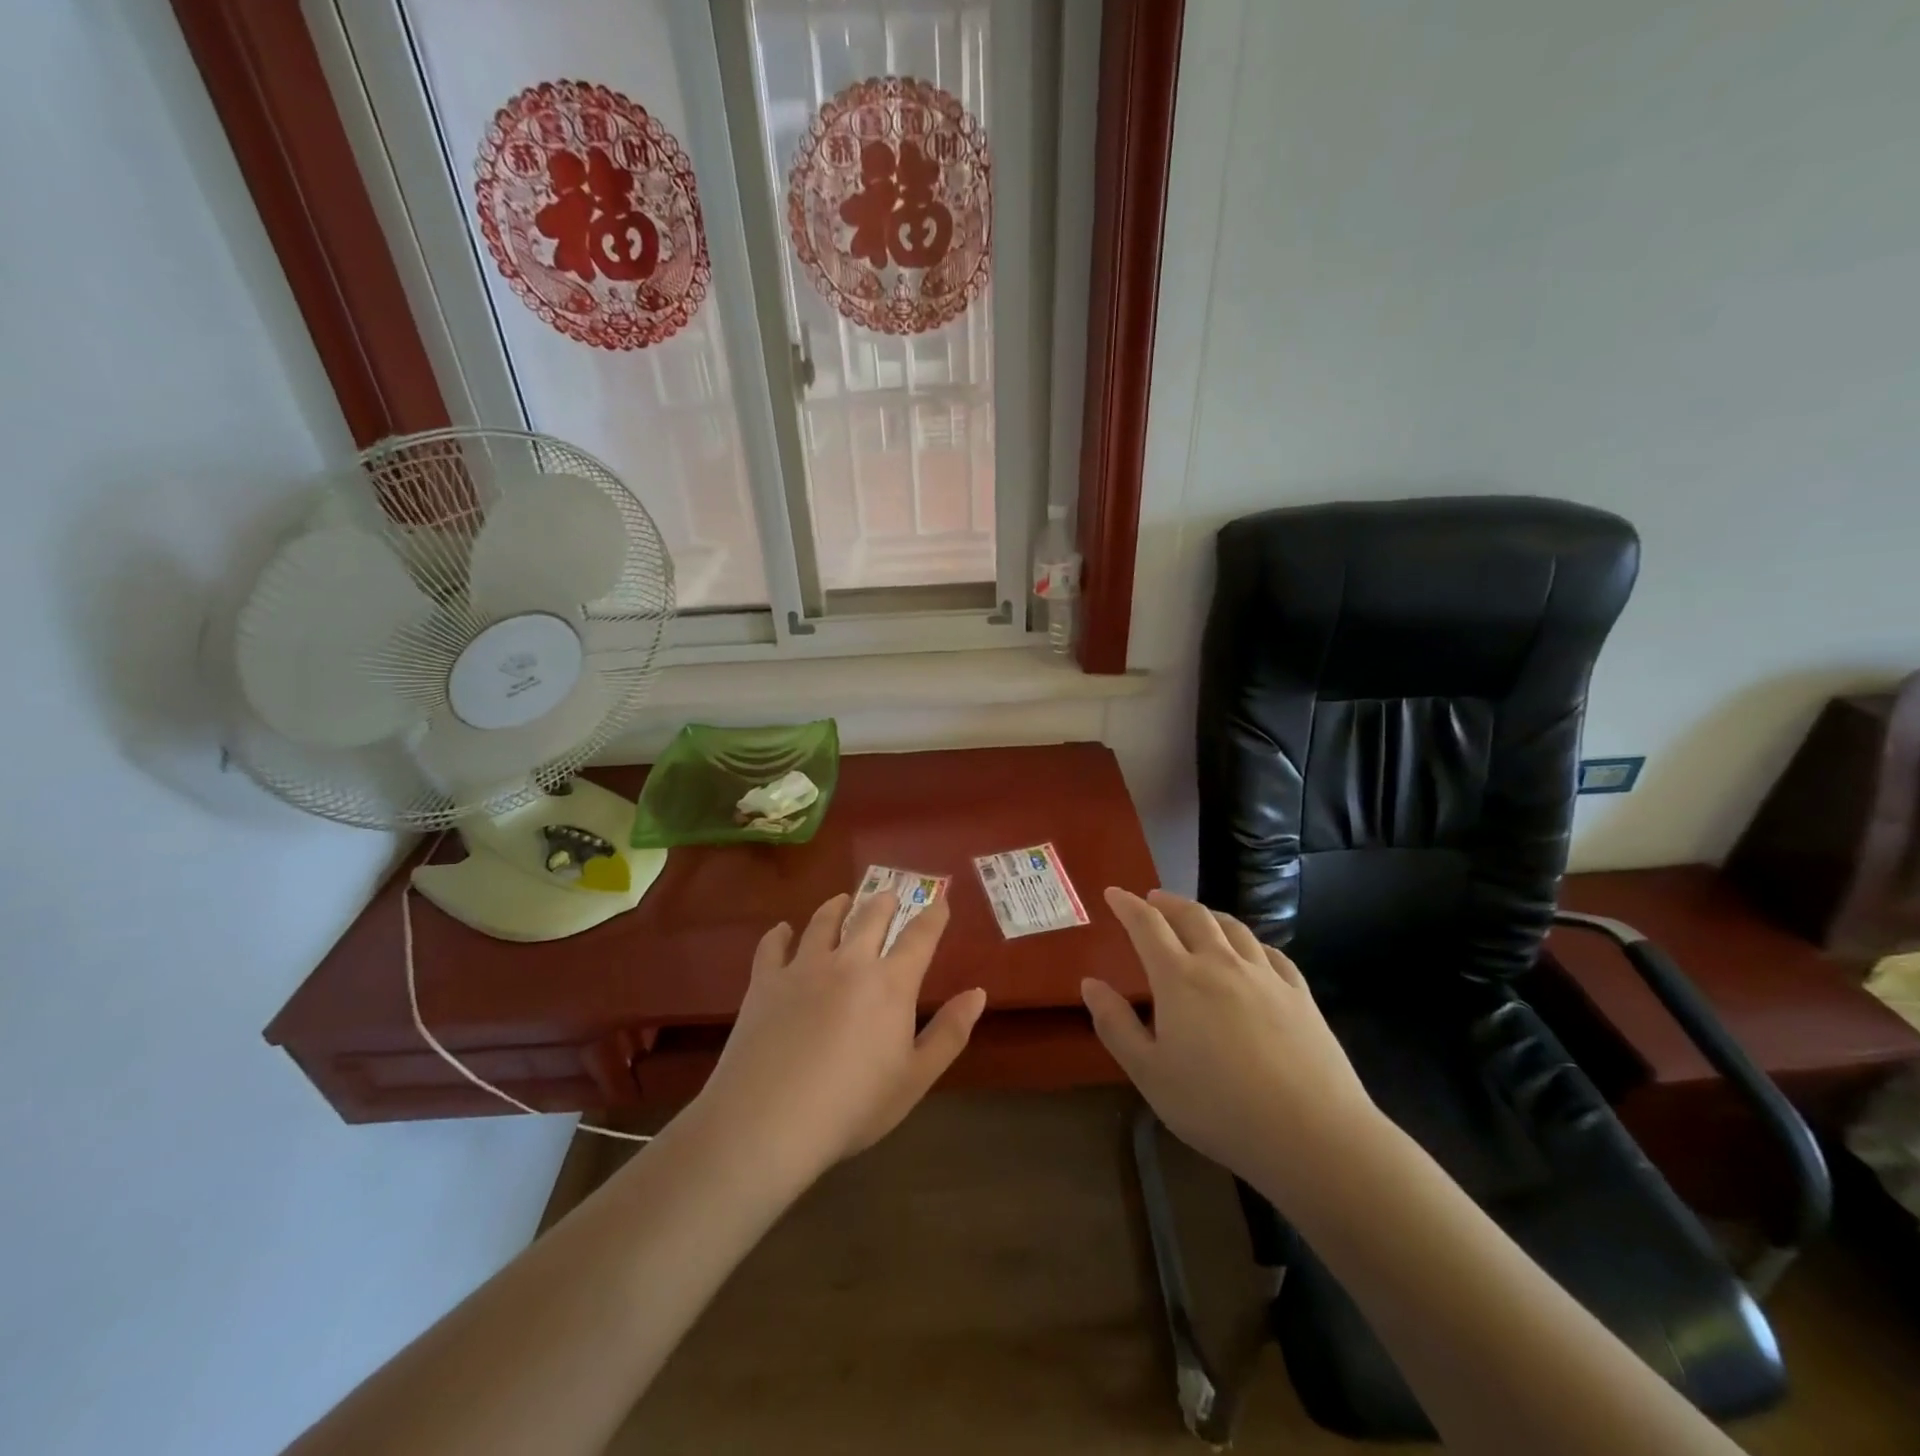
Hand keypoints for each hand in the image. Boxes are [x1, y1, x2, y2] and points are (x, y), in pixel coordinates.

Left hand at [690, 891, 986, 1186]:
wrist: (769, 1120)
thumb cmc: (853, 1106)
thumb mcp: (914, 1078)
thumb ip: (949, 1033)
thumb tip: (978, 993)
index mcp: (890, 983)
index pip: (919, 937)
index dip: (933, 917)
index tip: (941, 902)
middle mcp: (849, 962)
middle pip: (870, 917)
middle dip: (885, 902)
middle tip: (890, 895)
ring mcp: (803, 967)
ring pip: (823, 922)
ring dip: (836, 907)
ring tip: (842, 900)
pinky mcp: (765, 981)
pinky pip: (773, 946)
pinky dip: (779, 934)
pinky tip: (782, 930)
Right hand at [1081, 888, 1377, 1186]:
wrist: (1312, 1134)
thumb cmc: (1217, 1107)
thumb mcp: (1149, 1074)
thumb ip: (1116, 1025)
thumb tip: (1090, 983)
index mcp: (1179, 978)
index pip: (1147, 925)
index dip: (1127, 905)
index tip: (1113, 892)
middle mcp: (1221, 963)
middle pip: (1192, 915)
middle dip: (1167, 902)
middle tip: (1152, 899)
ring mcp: (1265, 976)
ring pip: (1233, 927)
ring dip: (1208, 914)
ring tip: (1197, 916)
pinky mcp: (1299, 995)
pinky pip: (1270, 952)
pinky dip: (1250, 942)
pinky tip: (1251, 952)